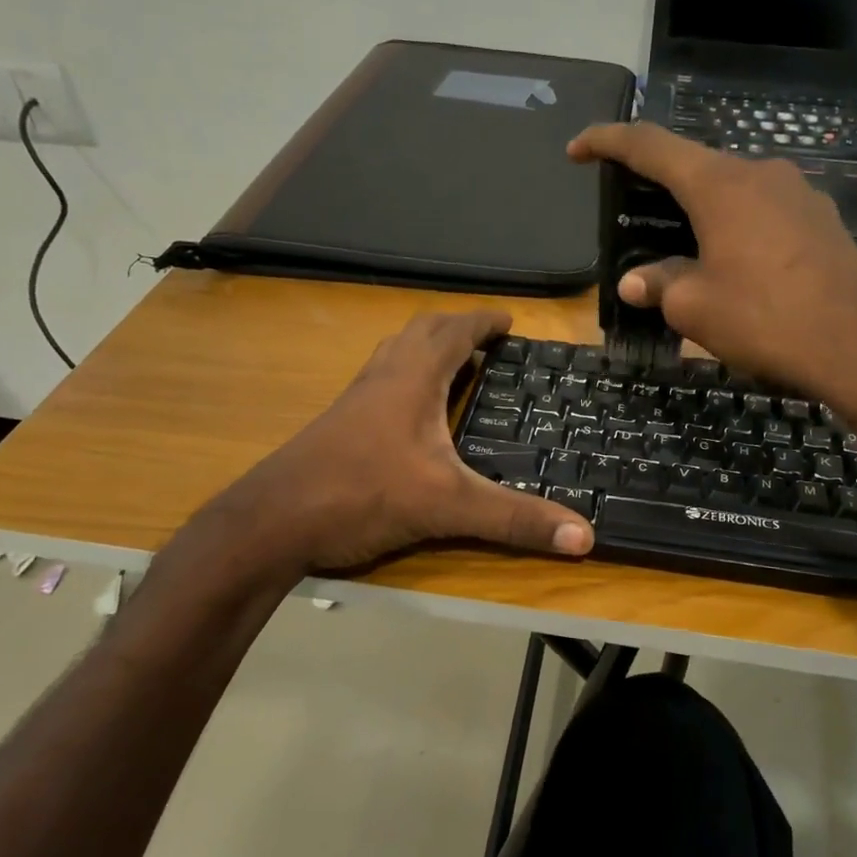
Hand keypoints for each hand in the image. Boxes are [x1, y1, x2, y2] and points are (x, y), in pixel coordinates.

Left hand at [180, 311, 594, 577]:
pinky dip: (406, 378)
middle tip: (488, 341)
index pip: (454, 332)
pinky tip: (413, 414)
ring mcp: (354, 400)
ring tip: (456, 366)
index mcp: (411, 380)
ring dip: (427, 349)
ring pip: (395, 354)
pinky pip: (380, 382)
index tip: (509, 320)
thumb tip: (585, 536)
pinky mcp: (338, 425)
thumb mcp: (448, 506)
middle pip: (420, 332)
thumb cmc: (361, 495)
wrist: (271, 522)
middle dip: (457, 328)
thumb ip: (515, 520)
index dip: (484, 322)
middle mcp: (381, 379)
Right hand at [568, 123, 856, 431]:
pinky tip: (733, 264)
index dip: (607, 142)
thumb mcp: (694, 307)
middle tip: (633, 216)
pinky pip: (763, 212)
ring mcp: (798, 194)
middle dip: (658, 186)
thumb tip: (636, 282)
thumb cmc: (765, 318)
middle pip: (695, 166)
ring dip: (700, 212)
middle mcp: (760, 173)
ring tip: (682, 250)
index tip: (578, 150)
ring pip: (733, 190)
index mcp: (719, 183)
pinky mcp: (821, 220)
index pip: (650, 145)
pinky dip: (735, 227)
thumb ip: (658, 285)